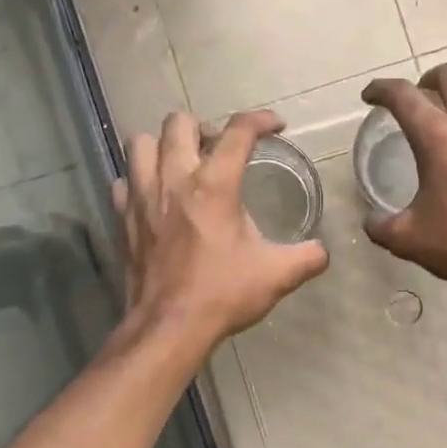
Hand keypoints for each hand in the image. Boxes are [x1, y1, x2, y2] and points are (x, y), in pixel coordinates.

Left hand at [114, 110, 328, 351]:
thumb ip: (308, 257)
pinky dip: (138, 180)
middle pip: (179, 123)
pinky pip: (124, 180)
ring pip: (143, 143)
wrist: (169, 327)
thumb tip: (323, 251)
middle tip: (220, 150)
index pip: (238, 131)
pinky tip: (155, 196)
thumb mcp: (277, 275)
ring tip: (183, 164)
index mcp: (215, 185)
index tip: (276, 126)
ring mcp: (142, 197)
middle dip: (204, 128)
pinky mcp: (123, 217)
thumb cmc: (223, 294)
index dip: (261, 120)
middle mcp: (175, 179)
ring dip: (164, 145)